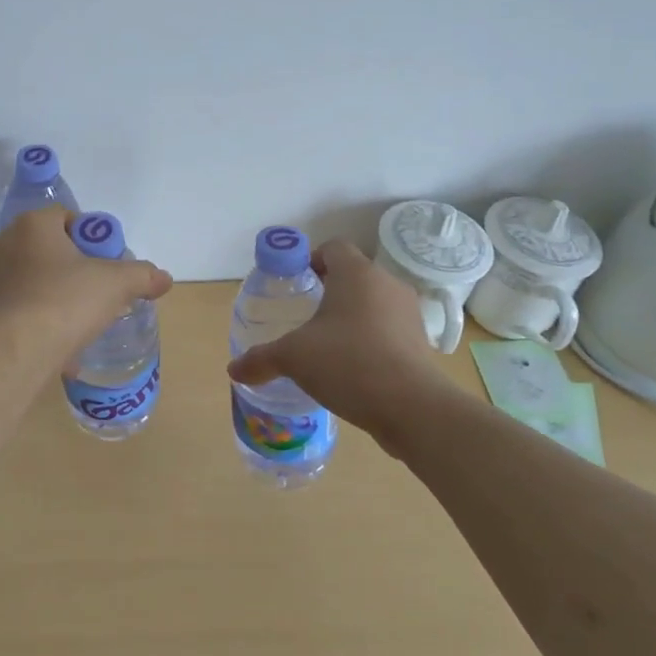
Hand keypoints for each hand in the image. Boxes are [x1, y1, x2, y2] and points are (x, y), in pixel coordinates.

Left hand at [0, 208, 173, 372]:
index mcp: (33, 224)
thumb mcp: (116, 284)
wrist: (17, 349)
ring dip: (50, 293)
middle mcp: (4, 243)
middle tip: (93, 290)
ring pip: (29, 278)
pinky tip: (55, 343)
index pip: (65, 217)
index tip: (104, 261)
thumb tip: (164, 278)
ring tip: (74, 321)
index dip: (89, 236)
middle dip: (69, 267)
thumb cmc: (67, 300)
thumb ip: (142, 275)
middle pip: (46, 247)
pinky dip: (34, 319)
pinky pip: (16, 307)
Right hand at [226, 239, 447, 441]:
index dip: (312, 260)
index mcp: (356, 273)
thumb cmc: (348, 363)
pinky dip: (372, 339)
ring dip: (353, 316)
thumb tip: (233, 370)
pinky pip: (389, 329)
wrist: (413, 408)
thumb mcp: (294, 358)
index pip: (333, 247)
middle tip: (306, 315)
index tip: (296, 284)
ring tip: (329, 344)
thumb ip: (261, 359)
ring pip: (374, 302)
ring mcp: (409, 313)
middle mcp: (386, 283)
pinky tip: (355, 367)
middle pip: (354, 274)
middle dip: (329, 290)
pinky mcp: (421, 342)